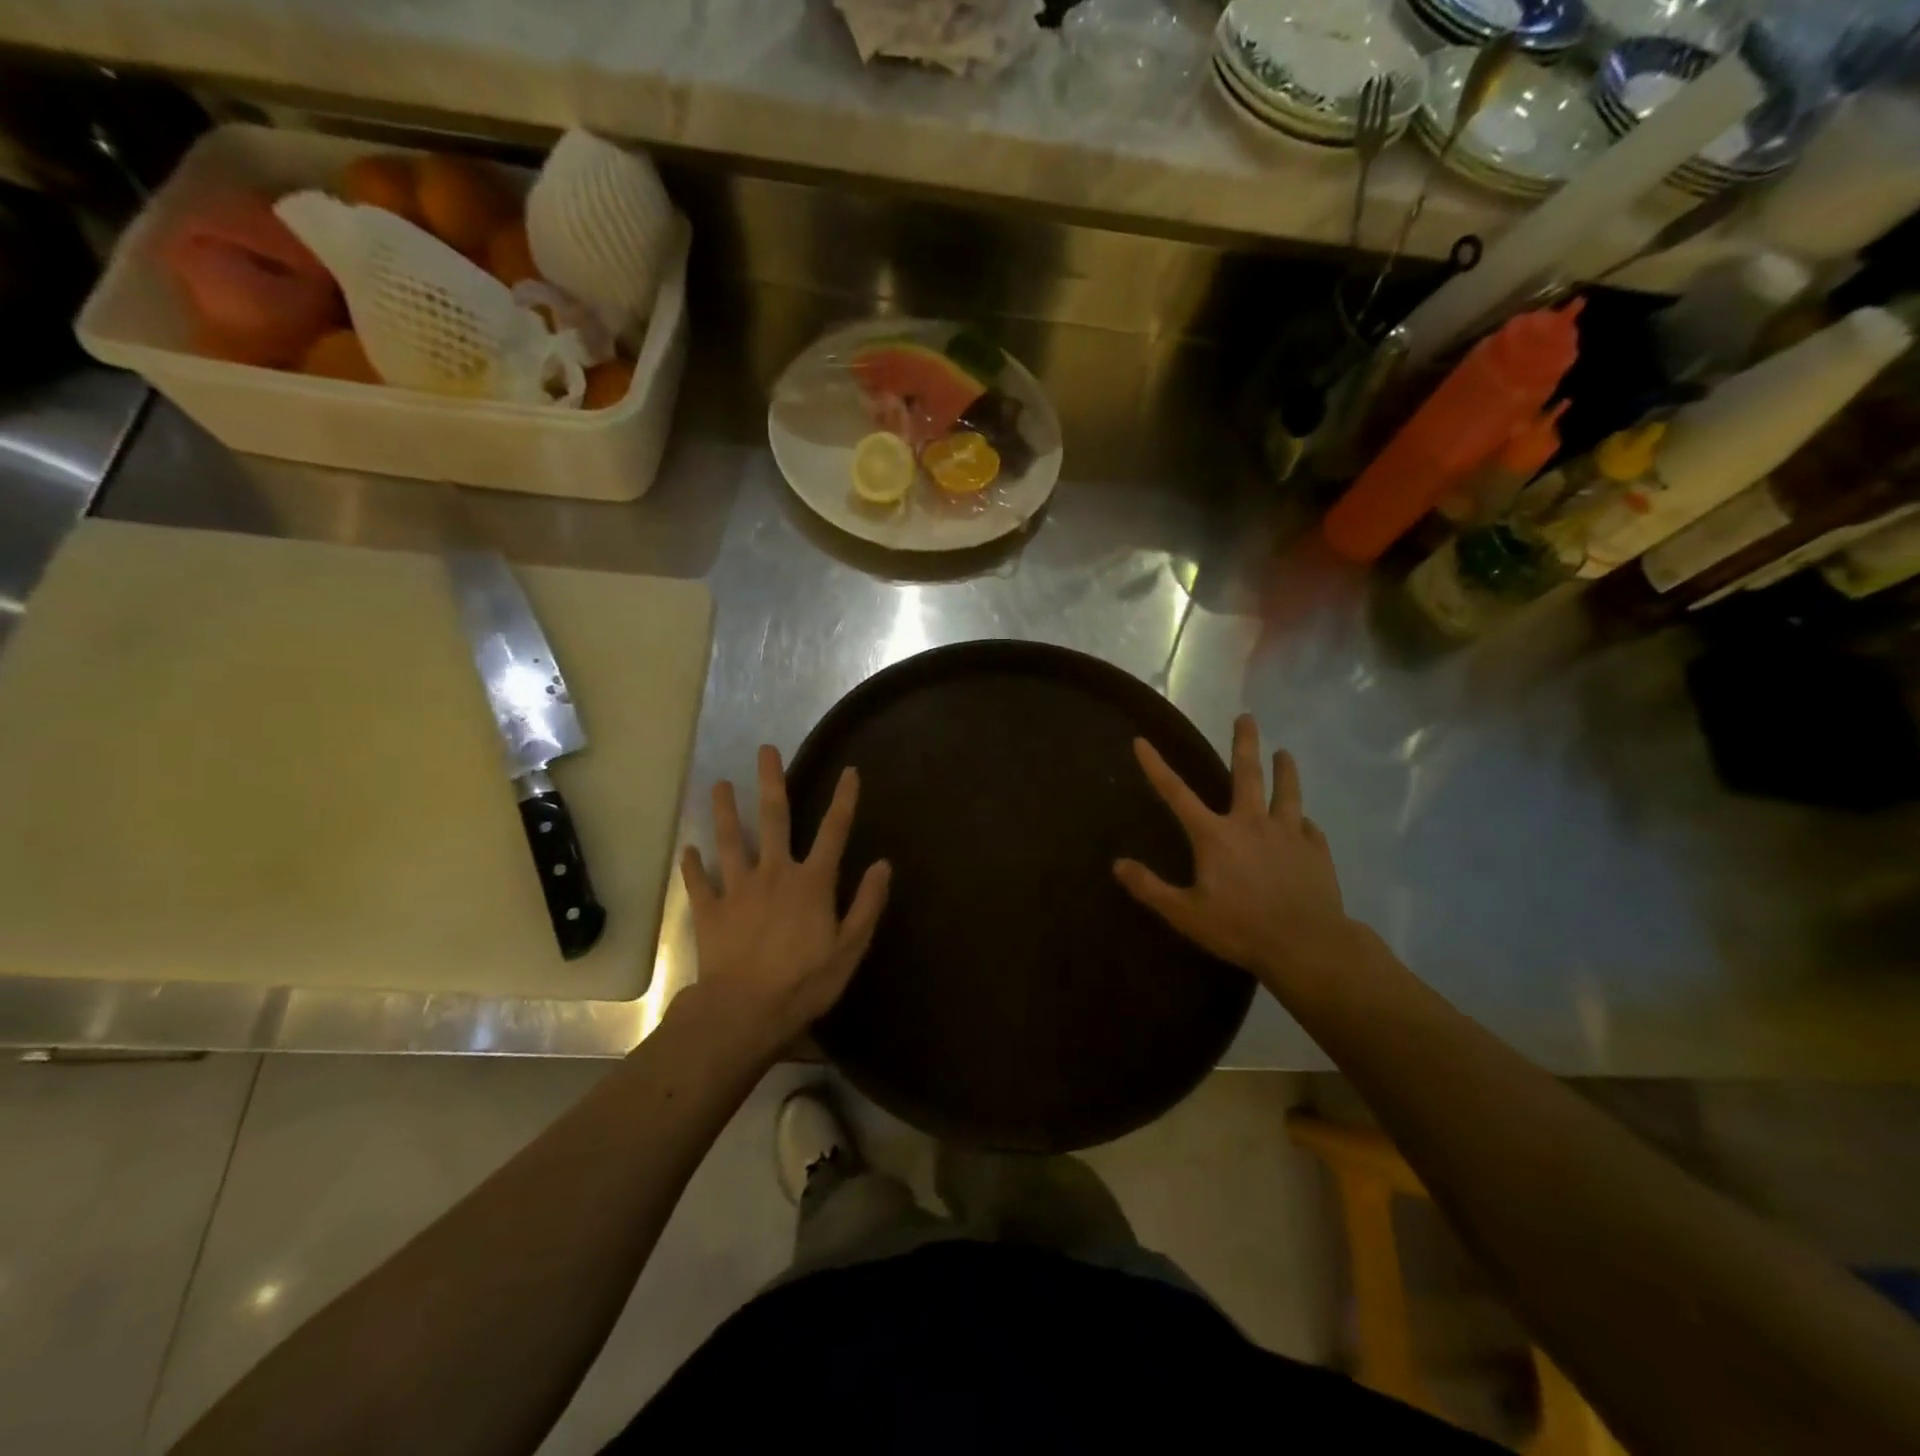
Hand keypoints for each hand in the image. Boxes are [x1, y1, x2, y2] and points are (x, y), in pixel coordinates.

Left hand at [680, 745, 890, 1052]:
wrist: (744, 1011)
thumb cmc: (805, 982)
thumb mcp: (850, 948)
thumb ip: (867, 904)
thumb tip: (883, 865)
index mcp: (812, 882)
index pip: (834, 831)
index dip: (844, 800)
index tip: (850, 771)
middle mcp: (775, 873)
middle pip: (774, 818)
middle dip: (772, 782)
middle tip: (765, 750)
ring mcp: (738, 888)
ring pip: (731, 840)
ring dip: (725, 811)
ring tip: (719, 784)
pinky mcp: (710, 910)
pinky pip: (699, 883)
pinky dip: (692, 867)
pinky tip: (687, 851)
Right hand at [1114, 714, 1352, 991]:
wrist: (1307, 945)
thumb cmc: (1240, 928)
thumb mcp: (1185, 914)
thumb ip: (1150, 888)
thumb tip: (1117, 864)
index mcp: (1216, 836)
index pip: (1177, 794)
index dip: (1156, 767)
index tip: (1142, 741)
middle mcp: (1252, 824)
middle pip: (1248, 775)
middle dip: (1245, 743)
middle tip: (1247, 717)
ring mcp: (1289, 835)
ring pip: (1287, 793)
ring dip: (1285, 771)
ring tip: (1285, 753)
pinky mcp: (1316, 852)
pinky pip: (1309, 829)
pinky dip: (1304, 822)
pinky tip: (1306, 823)